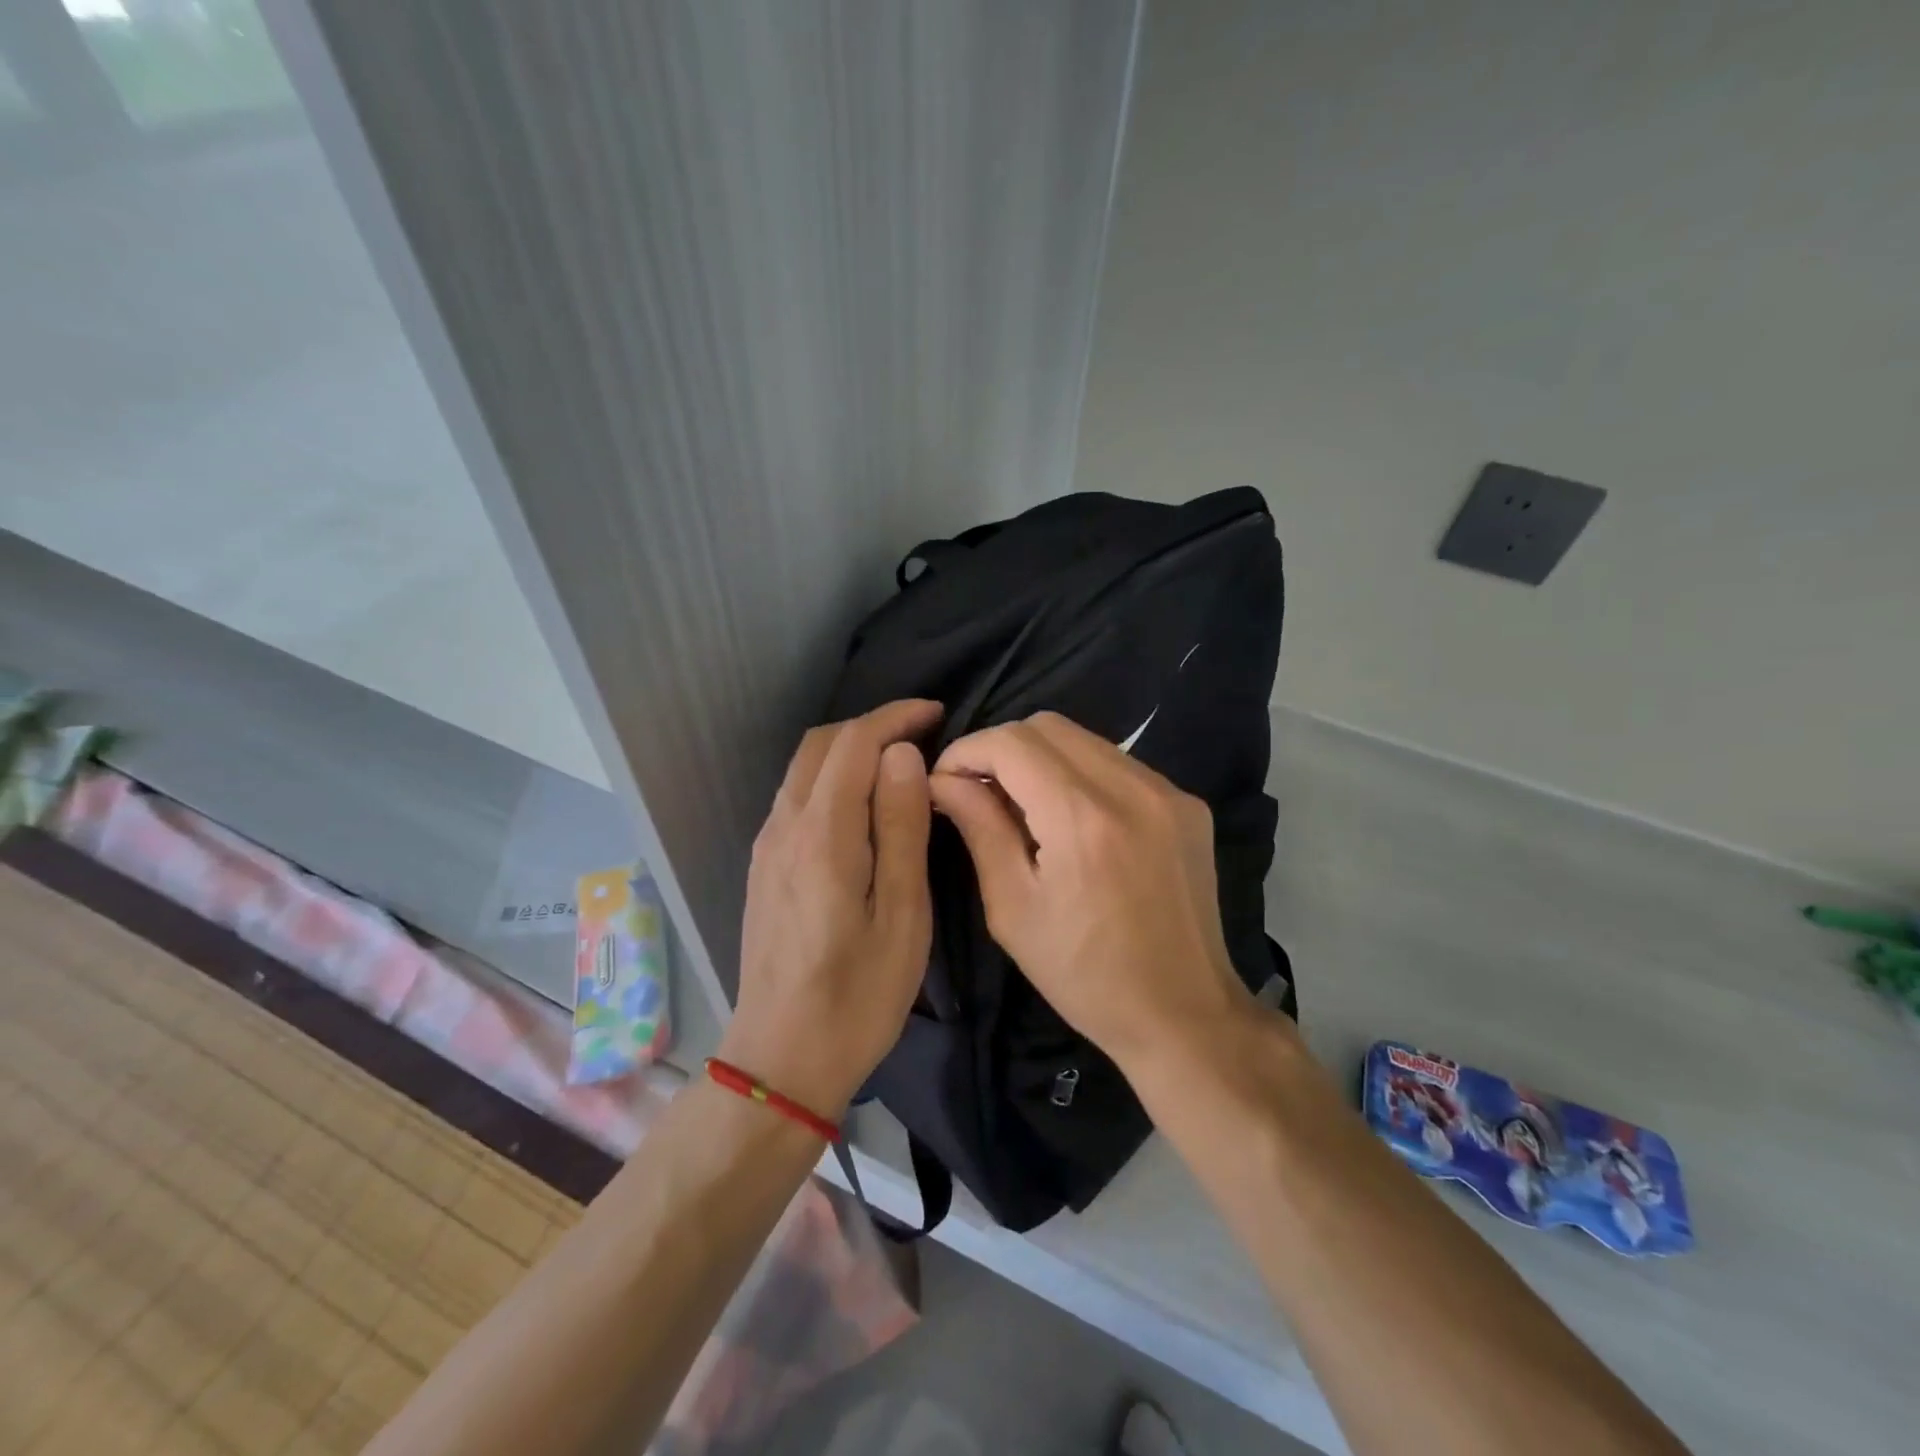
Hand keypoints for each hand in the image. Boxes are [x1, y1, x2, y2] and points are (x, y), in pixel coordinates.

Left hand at [719, 699, 942, 1120]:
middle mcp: (783, 827)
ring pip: (804, 768)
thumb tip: (903, 757)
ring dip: (849, 750)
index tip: (936, 713)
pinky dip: (831, 778)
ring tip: (899, 766)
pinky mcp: (762, 867)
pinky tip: (862, 806)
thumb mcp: (902, 915)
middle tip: (922, 736)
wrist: (781, 1058)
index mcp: (822, 835)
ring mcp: (765, 846)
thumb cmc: (858, 995)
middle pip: (820, 744)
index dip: (895, 717)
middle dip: (871, 726)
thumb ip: (901, 828)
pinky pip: (796, 797)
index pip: (854, 743)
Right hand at [929, 711, 1252, 1075]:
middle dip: (1002, 748)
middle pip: (1048, 725)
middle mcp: (1131, 788)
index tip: (945, 780)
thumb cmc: (1084, 974)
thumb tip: (943, 780)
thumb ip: (979, 828)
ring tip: (1023, 804)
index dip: (967, 750)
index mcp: (1082, 818)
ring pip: (1085, 739)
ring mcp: (1167, 792)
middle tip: (980, 791)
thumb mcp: (1013, 908)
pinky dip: (1081, 774)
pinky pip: (1118, 764)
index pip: (1011, 742)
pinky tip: (1071, 817)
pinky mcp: (1187, 804)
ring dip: (1042, 758)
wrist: (1183, 1013)